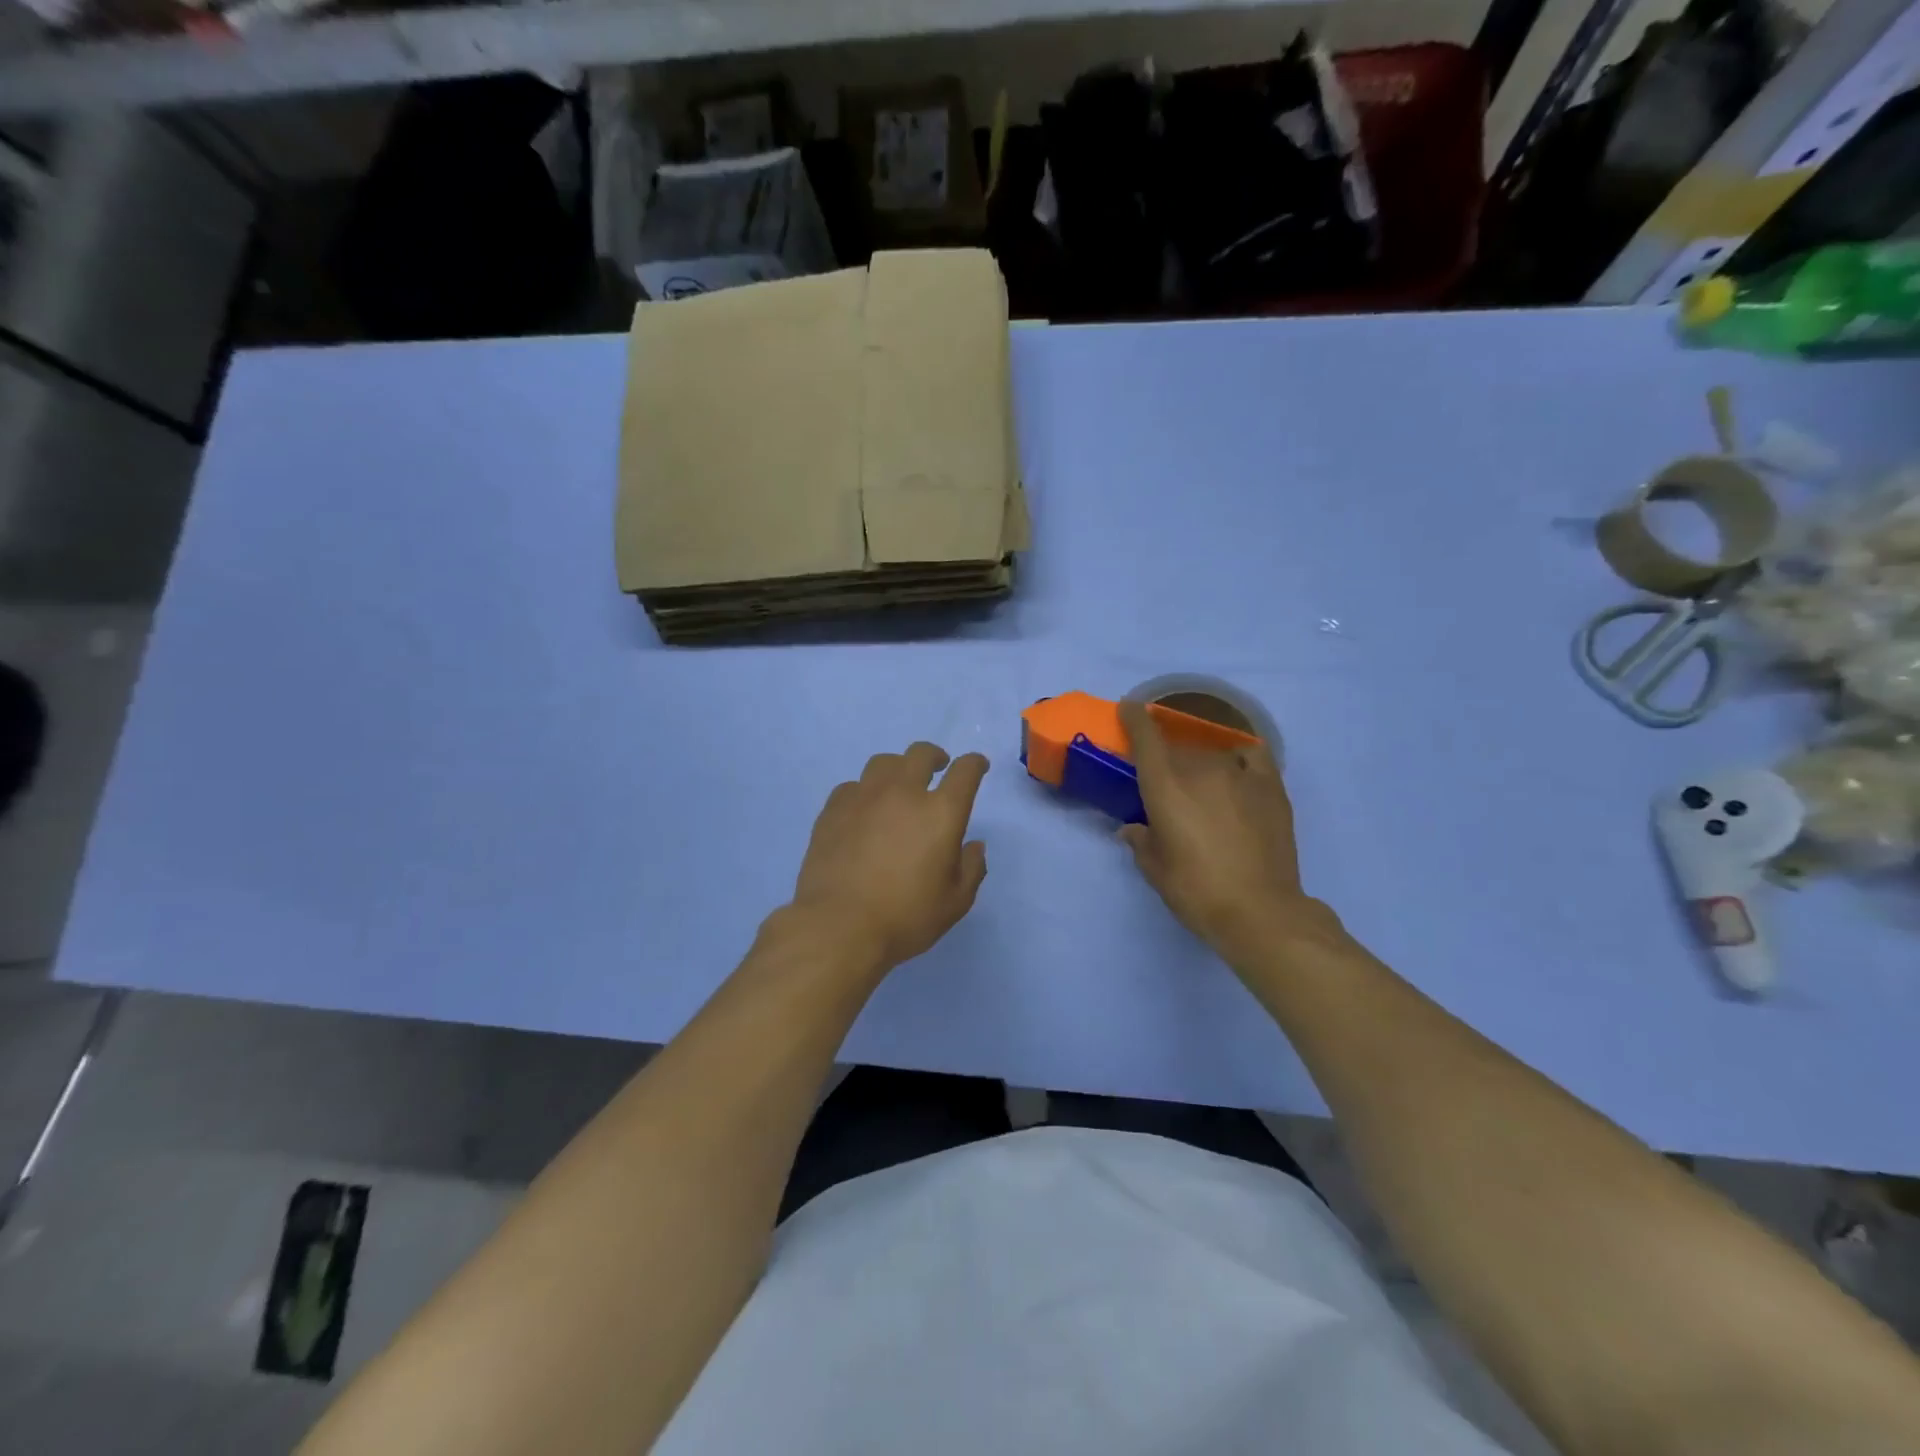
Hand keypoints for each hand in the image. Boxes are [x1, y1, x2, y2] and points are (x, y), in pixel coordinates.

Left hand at [789, 742, 989, 972]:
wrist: (839, 926)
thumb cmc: (905, 917)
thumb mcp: (955, 902)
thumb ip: (971, 868)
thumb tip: (973, 845)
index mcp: (941, 812)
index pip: (965, 771)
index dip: (975, 764)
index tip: (977, 766)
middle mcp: (903, 792)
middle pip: (921, 754)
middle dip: (935, 757)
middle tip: (938, 769)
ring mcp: (864, 797)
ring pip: (884, 763)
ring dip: (898, 769)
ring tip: (898, 786)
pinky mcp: (833, 809)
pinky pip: (853, 786)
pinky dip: (865, 792)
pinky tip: (864, 810)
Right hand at [1117, 700, 1335, 962]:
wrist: (1259, 911)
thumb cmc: (1196, 891)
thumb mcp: (1155, 870)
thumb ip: (1140, 841)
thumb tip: (1133, 828)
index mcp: (1165, 785)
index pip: (1146, 735)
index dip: (1134, 717)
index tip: (1129, 709)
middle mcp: (1200, 768)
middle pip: (1178, 748)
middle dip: (1167, 759)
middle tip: (1167, 785)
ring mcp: (1239, 774)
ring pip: (1211, 754)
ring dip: (1201, 764)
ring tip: (1203, 788)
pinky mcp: (1271, 786)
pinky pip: (1252, 756)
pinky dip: (1240, 758)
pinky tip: (1238, 772)